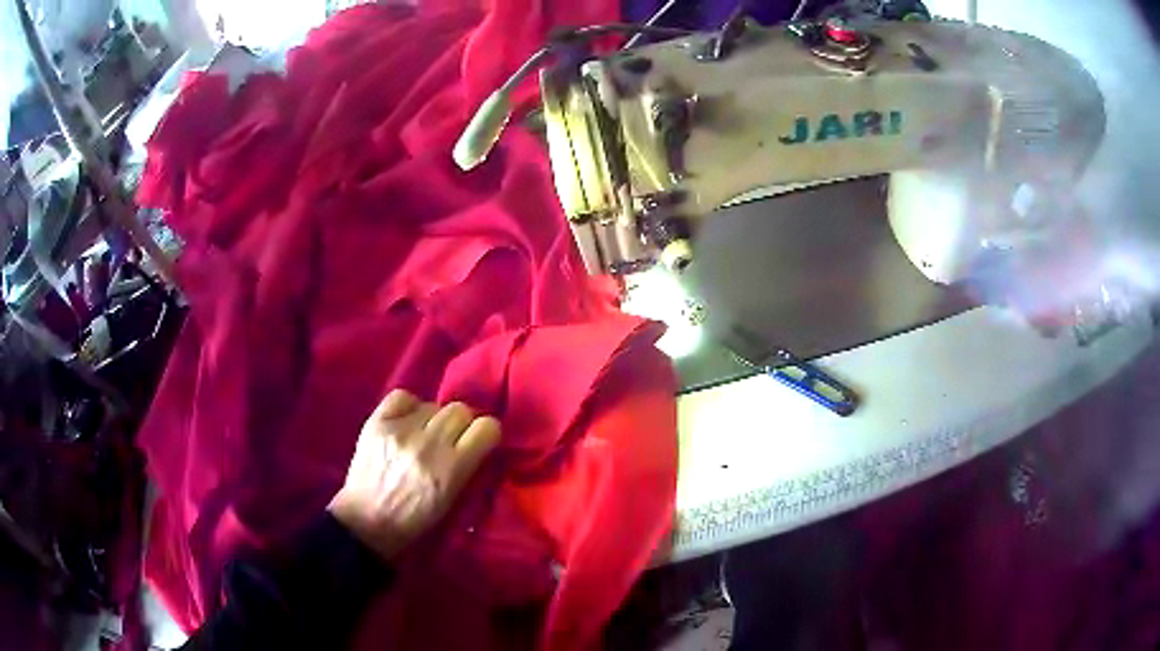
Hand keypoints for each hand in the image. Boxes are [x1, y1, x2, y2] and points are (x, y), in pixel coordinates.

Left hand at [328, 390, 500, 559]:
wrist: (366, 521)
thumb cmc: (414, 519)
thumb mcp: (452, 500)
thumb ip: (468, 466)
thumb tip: (477, 438)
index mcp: (451, 470)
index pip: (487, 428)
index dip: (485, 433)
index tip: (479, 441)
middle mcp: (427, 445)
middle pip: (460, 410)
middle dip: (460, 424)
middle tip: (450, 439)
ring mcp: (400, 431)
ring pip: (432, 404)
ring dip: (433, 419)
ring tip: (422, 436)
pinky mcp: (377, 422)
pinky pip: (403, 397)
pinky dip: (408, 407)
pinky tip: (405, 423)